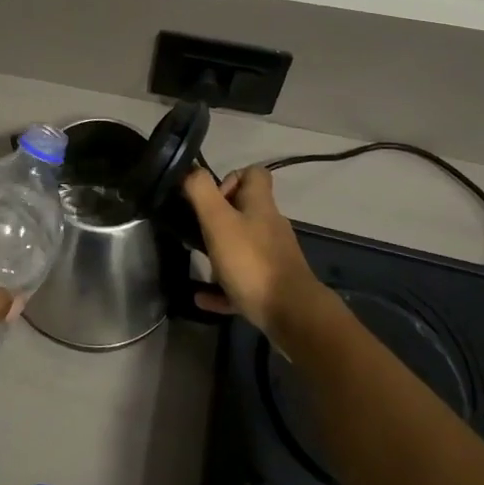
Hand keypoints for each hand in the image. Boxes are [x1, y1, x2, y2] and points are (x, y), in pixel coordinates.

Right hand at [180, 166, 326, 334]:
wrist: (292, 314)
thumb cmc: (251, 261)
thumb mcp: (218, 221)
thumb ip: (202, 192)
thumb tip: (191, 170)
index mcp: (260, 206)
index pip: (255, 174)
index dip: (231, 177)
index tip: (212, 197)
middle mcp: (270, 226)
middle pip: (247, 210)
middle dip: (220, 217)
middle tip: (198, 229)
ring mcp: (273, 257)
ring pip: (244, 245)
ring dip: (220, 251)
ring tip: (198, 259)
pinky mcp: (271, 286)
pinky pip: (242, 279)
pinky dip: (222, 286)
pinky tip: (201, 297)